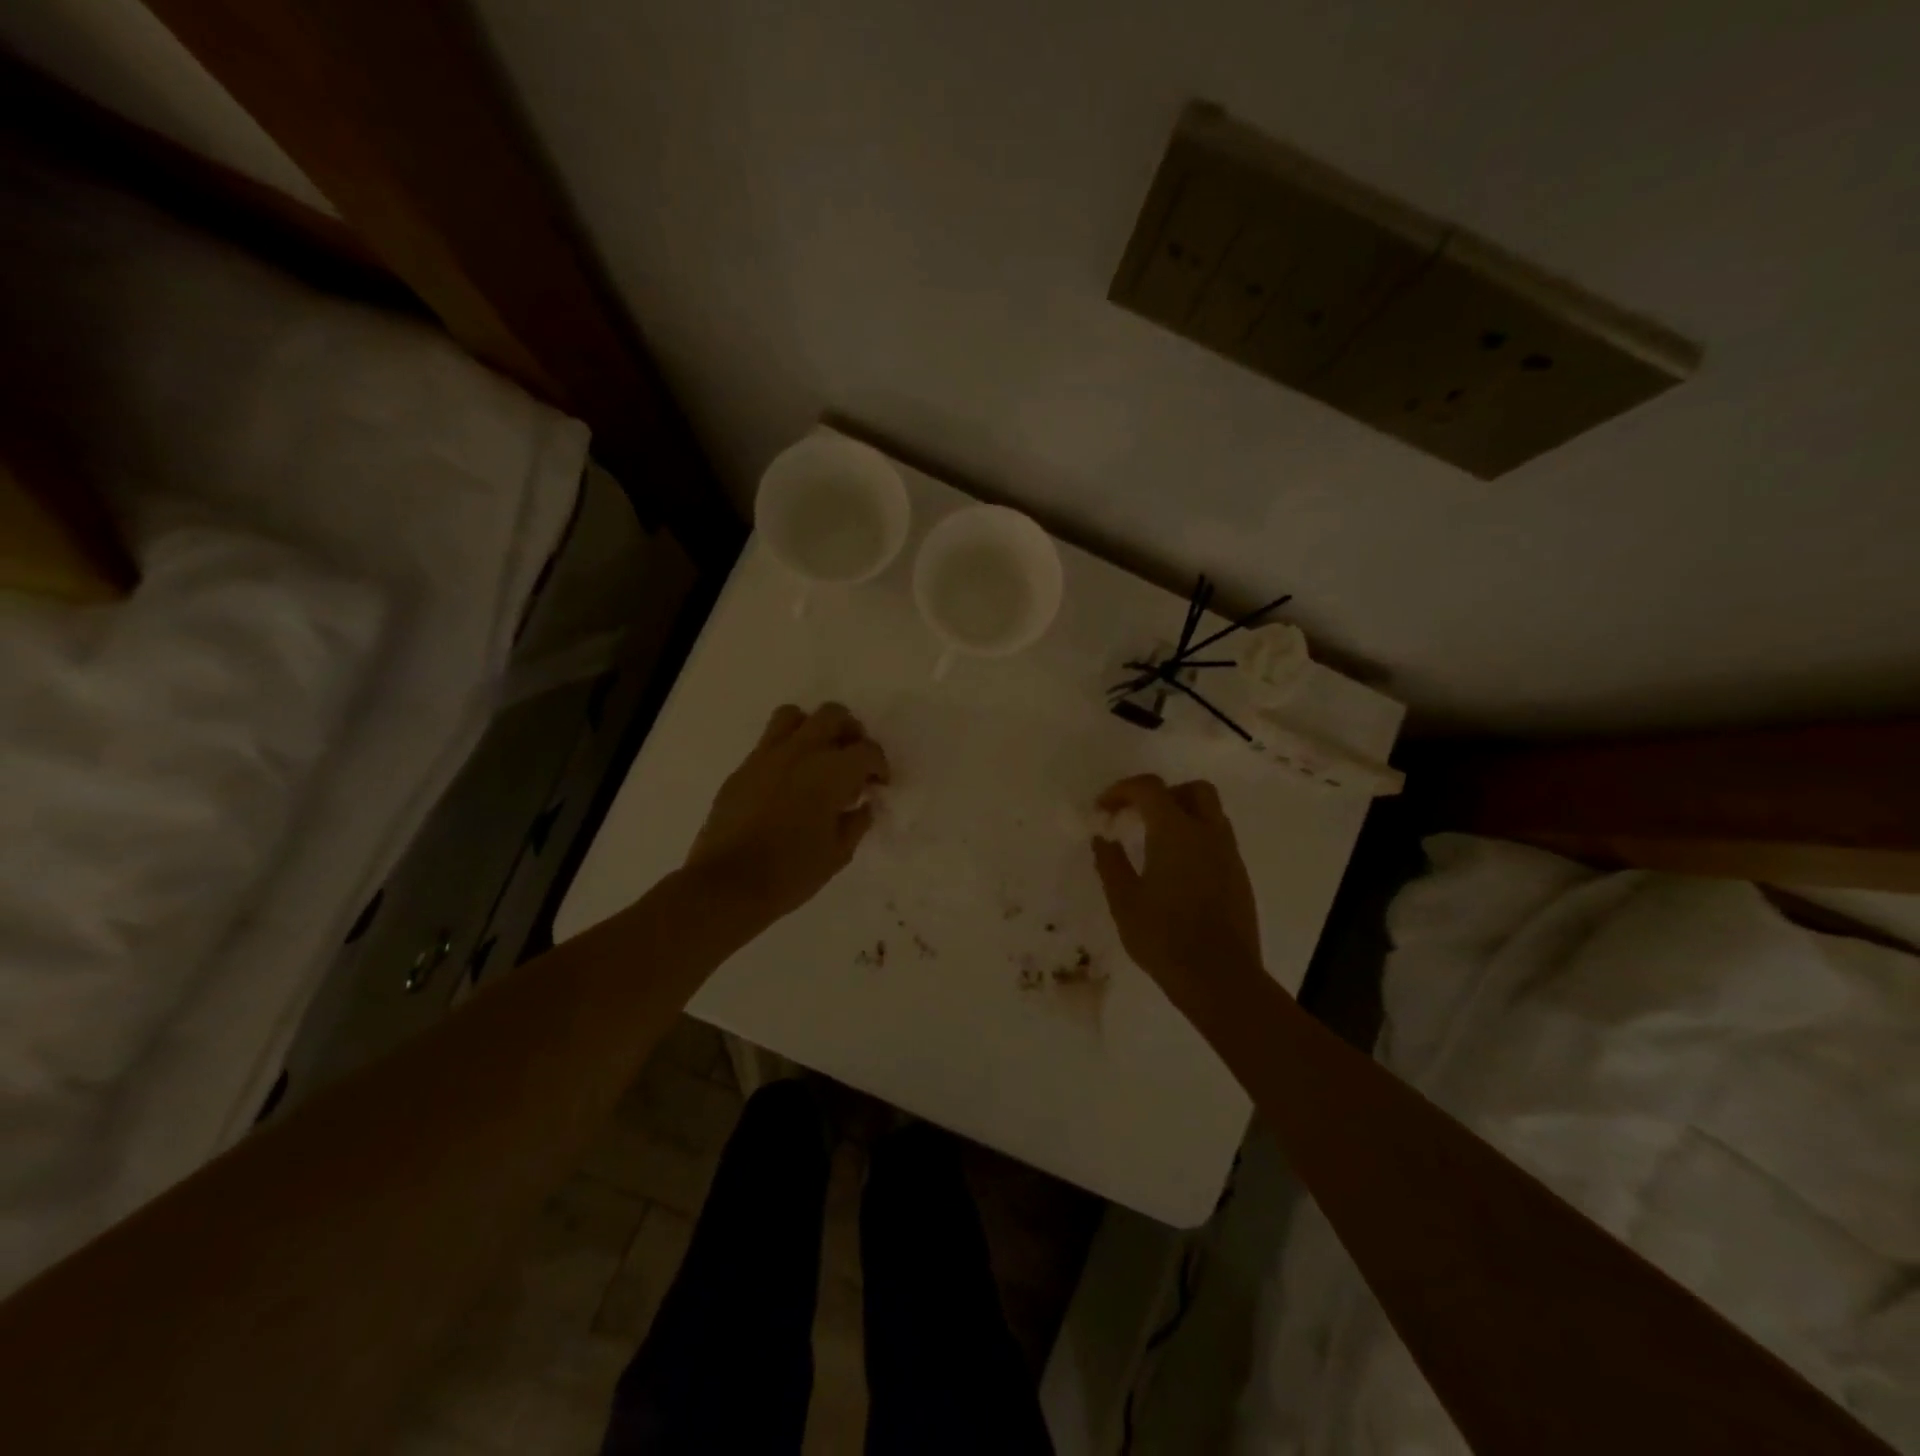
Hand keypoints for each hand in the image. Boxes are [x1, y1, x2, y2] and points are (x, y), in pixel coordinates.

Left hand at [685, 702, 889, 927]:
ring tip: (818, 757)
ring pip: (794, 716)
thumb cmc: (792, 873)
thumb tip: (864, 804)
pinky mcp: (743, 768)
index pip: (867, 750)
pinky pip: (769, 743)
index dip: (879, 765)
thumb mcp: (838, 854)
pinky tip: (788, 782)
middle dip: (850, 731)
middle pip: (833, 715)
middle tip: (852, 759)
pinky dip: (786, 751)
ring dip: (812, 728)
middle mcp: (801, 752)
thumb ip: (856, 822)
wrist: (728, 884)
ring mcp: (767, 756)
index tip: (878, 784)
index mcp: (831, 772)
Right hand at [1090, 775, 1263, 1003]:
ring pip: (1211, 813)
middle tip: (1139, 816)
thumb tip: (1102, 839)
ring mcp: (1229, 855)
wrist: (1220, 978)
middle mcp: (1208, 833)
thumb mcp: (1124, 901)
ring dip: (1183, 815)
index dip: (1122, 790)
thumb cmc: (1164, 937)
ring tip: (1156, 844)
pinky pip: (1218, 840)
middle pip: (1193, 790)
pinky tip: (1177, 871)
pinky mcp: (1240, 877)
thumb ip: (1111, 863)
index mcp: (1176, 831)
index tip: (1103, 809)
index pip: (1150, 788)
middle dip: (1164, 794)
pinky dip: (1196, 839)